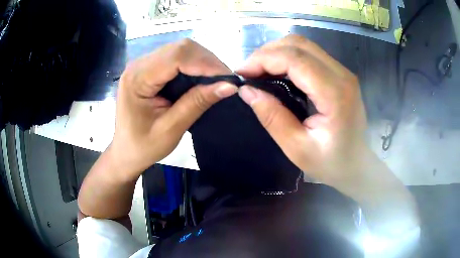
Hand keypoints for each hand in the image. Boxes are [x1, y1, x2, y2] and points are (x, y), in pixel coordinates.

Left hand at [109, 39, 236, 180]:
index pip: (176, 56)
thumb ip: (197, 103)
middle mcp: (138, 64)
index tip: (228, 79)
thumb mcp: (170, 129)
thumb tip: (229, 86)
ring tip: (217, 80)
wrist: (125, 151)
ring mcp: (143, 64)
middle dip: (207, 61)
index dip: (206, 63)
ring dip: (202, 62)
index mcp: (137, 78)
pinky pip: (176, 59)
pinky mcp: (149, 69)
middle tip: (225, 81)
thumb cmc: (142, 146)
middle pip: (180, 48)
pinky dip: (194, 66)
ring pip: (181, 50)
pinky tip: (202, 78)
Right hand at [237, 35, 366, 186]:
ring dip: (276, 53)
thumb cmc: (332, 163)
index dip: (263, 60)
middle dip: (267, 53)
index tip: (241, 74)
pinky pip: (310, 54)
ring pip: (303, 45)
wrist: (357, 165)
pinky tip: (277, 73)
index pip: (295, 59)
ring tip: (259, 72)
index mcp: (335, 93)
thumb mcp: (297, 148)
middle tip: (249, 73)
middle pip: (299, 44)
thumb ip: (272, 117)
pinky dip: (288, 58)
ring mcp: (342, 72)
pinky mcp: (339, 74)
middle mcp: (342, 74)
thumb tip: (247, 91)